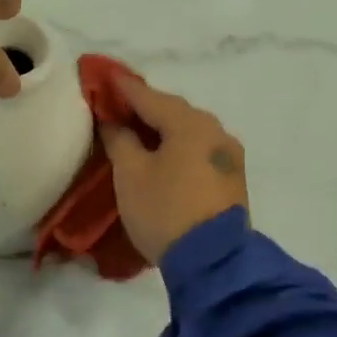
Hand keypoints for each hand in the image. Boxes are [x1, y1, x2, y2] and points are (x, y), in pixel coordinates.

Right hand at [100, 77, 248, 263]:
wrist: (213, 261)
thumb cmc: (164, 210)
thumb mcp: (130, 173)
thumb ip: (120, 139)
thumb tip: (114, 121)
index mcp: (190, 123)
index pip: (148, 96)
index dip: (123, 87)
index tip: (104, 75)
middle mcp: (215, 131)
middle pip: (173, 110)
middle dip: (145, 106)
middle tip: (118, 105)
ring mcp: (229, 155)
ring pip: (188, 130)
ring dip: (163, 127)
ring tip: (138, 130)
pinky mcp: (232, 177)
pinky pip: (198, 149)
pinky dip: (178, 145)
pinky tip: (163, 152)